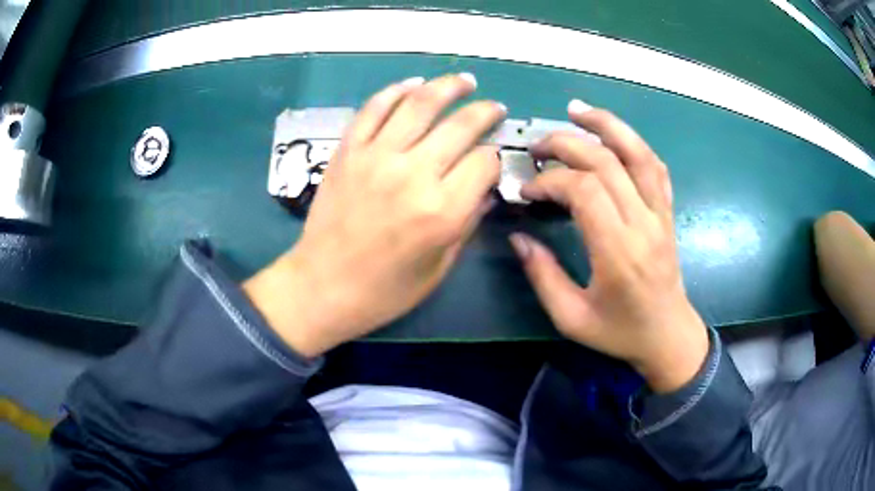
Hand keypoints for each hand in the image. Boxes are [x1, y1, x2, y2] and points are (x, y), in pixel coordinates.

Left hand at [244, 74, 505, 357]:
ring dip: (448, 86)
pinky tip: (413, 85)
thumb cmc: (385, 290)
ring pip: (420, 103)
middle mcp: (413, 174)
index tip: (490, 163)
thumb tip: (485, 190)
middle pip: (461, 125)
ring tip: (464, 81)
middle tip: (494, 108)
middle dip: (485, 112)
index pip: (485, 162)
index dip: (494, 159)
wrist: (323, 286)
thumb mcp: (439, 268)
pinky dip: (396, 91)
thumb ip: (467, 223)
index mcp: (442, 210)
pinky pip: (375, 108)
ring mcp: (376, 156)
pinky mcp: (348, 150)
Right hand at [510, 100, 708, 392]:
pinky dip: (634, 143)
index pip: (584, 191)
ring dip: (607, 125)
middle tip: (538, 147)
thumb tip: (518, 237)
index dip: (550, 181)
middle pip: (606, 163)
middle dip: (567, 145)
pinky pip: (656, 167)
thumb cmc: (619, 332)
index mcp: (619, 253)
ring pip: (639, 154)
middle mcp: (643, 225)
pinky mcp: (668, 213)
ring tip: (577, 110)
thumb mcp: (572, 318)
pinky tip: (613, 135)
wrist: (668, 335)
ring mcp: (661, 215)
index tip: (528, 190)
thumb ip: (543, 276)